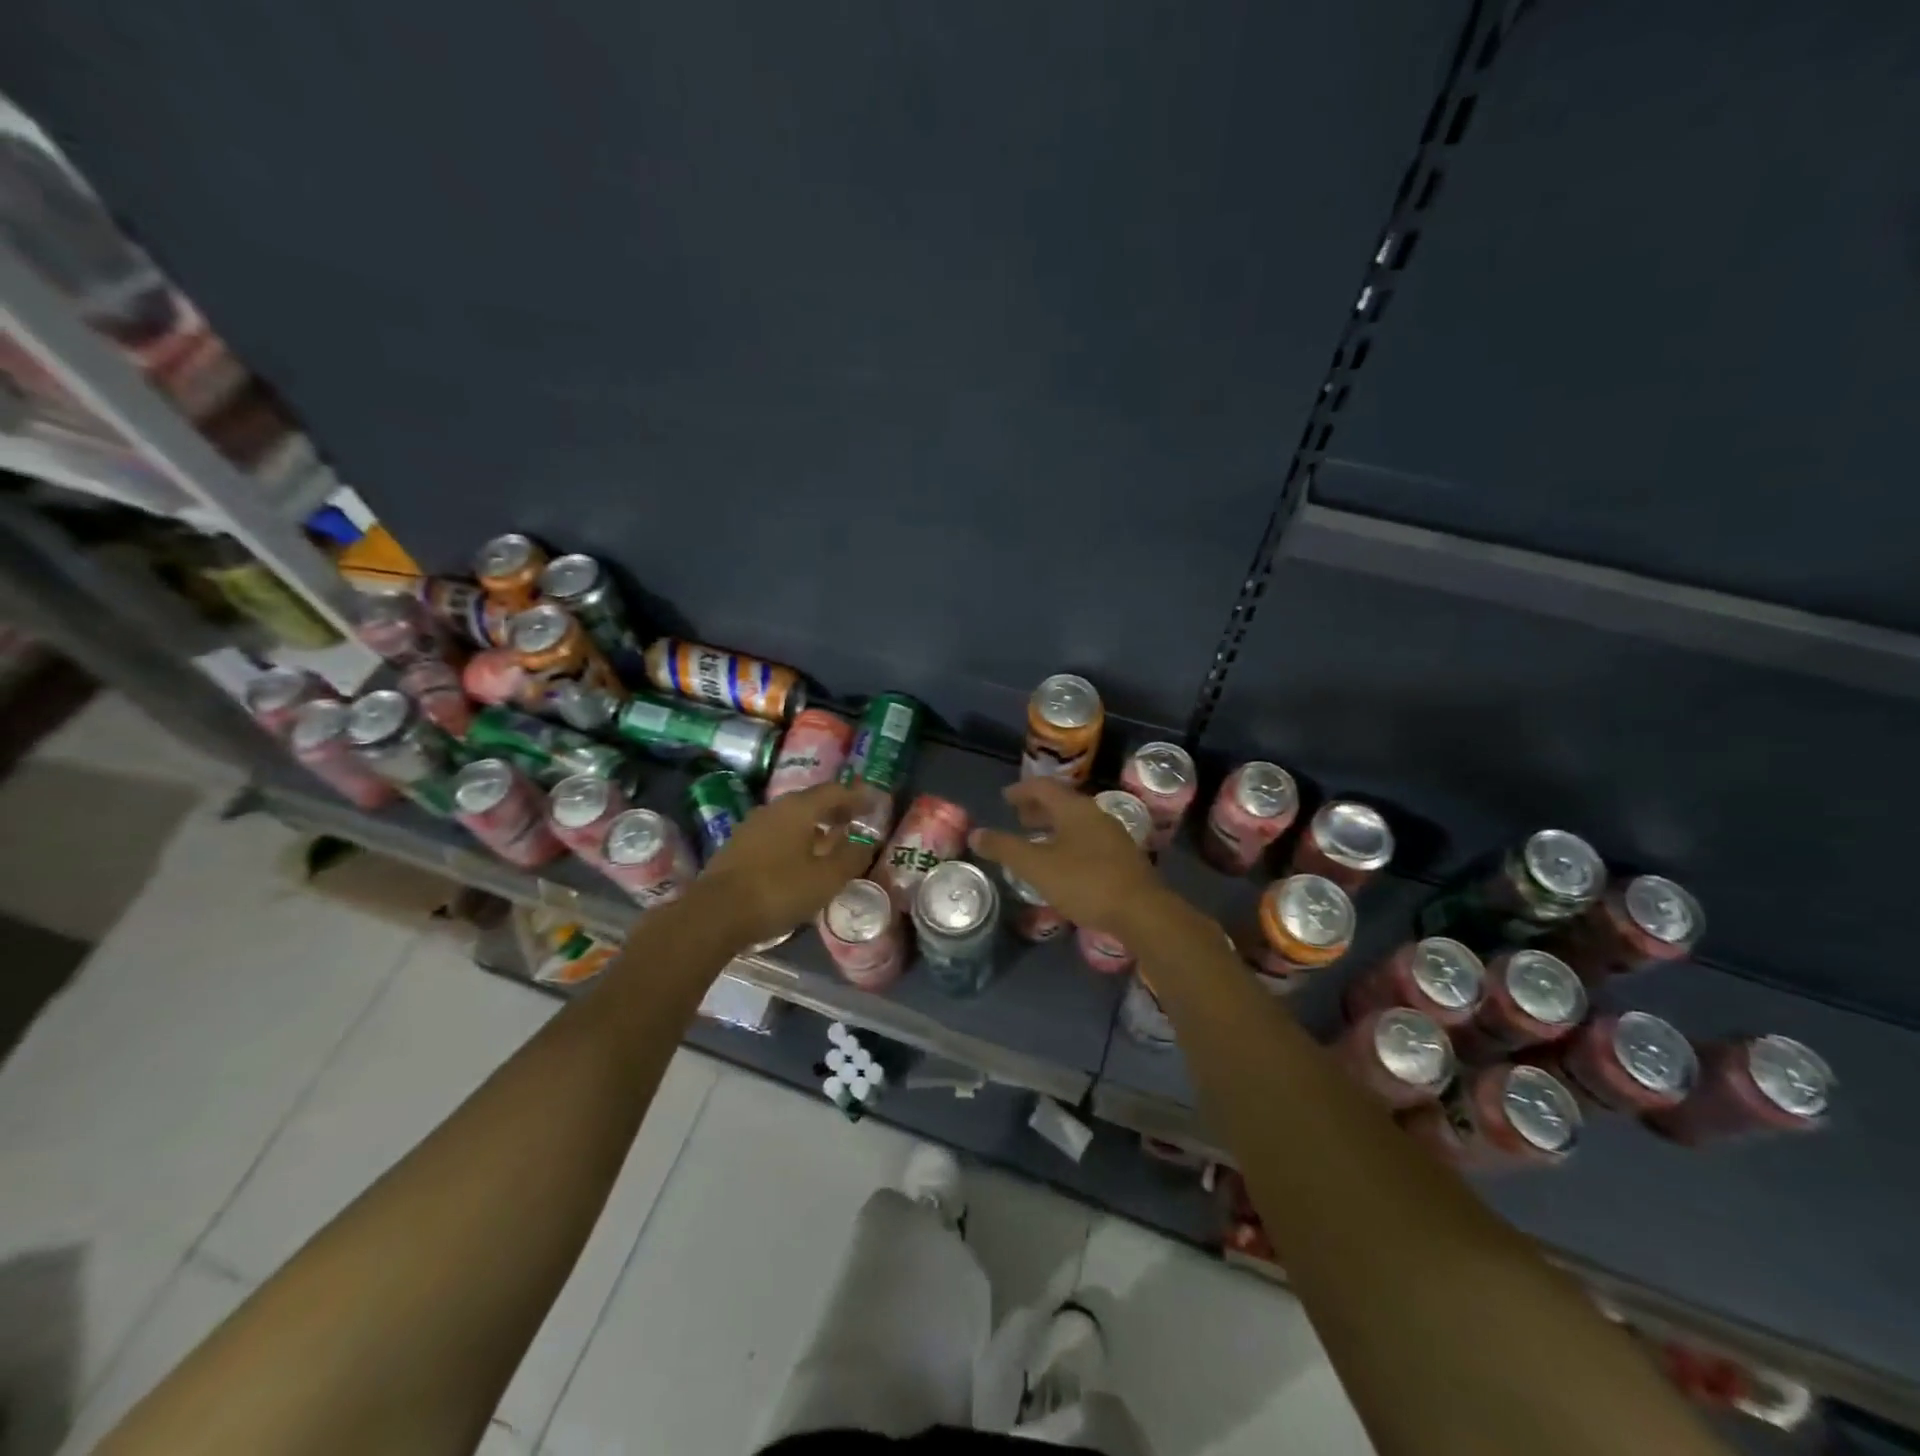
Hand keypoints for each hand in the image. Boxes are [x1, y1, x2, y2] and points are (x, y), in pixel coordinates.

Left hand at [690, 782, 876, 948]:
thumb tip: (866, 842)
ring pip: (793, 818)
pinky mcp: (739, 847)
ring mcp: (753, 826)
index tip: (876, 803)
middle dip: (837, 809)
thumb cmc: (778, 890)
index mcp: (799, 808)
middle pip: (812, 801)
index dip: (858, 797)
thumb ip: (851, 857)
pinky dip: (797, 839)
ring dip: (815, 825)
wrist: (715, 913)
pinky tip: (802, 858)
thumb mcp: (826, 879)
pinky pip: (777, 834)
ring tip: (832, 840)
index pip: (835, 792)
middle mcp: (775, 809)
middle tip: (857, 820)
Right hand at [969, 778, 1170, 936]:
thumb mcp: (1036, 866)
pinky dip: (1068, 841)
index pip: (1043, 787)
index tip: (1005, 798)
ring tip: (1036, 840)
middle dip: (1038, 808)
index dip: (1021, 791)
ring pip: (1076, 821)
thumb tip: (975, 834)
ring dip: (1054, 826)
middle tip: (1018, 817)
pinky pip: (1088, 838)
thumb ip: (1005, 848)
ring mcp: (1113, 835)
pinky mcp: (1122, 857)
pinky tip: (1063, 862)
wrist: (1141, 912)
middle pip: (1062, 802)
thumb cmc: (1085, 882)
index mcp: (1075, 809)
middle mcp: (1095, 814)